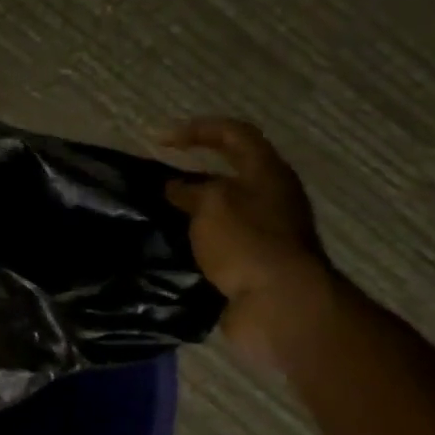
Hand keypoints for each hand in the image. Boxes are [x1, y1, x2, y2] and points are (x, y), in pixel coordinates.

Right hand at [161, 118, 334, 368]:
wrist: (280, 305)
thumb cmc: (248, 242)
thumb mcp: (212, 204)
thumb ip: (190, 190)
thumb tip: (174, 188)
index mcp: (267, 174)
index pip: (233, 135)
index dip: (197, 129)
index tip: (159, 140)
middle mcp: (270, 198)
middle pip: (229, 173)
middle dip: (191, 174)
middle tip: (155, 183)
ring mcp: (263, 233)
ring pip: (220, 211)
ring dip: (189, 211)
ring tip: (155, 216)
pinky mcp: (251, 263)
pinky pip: (216, 243)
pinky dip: (192, 241)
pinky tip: (168, 247)